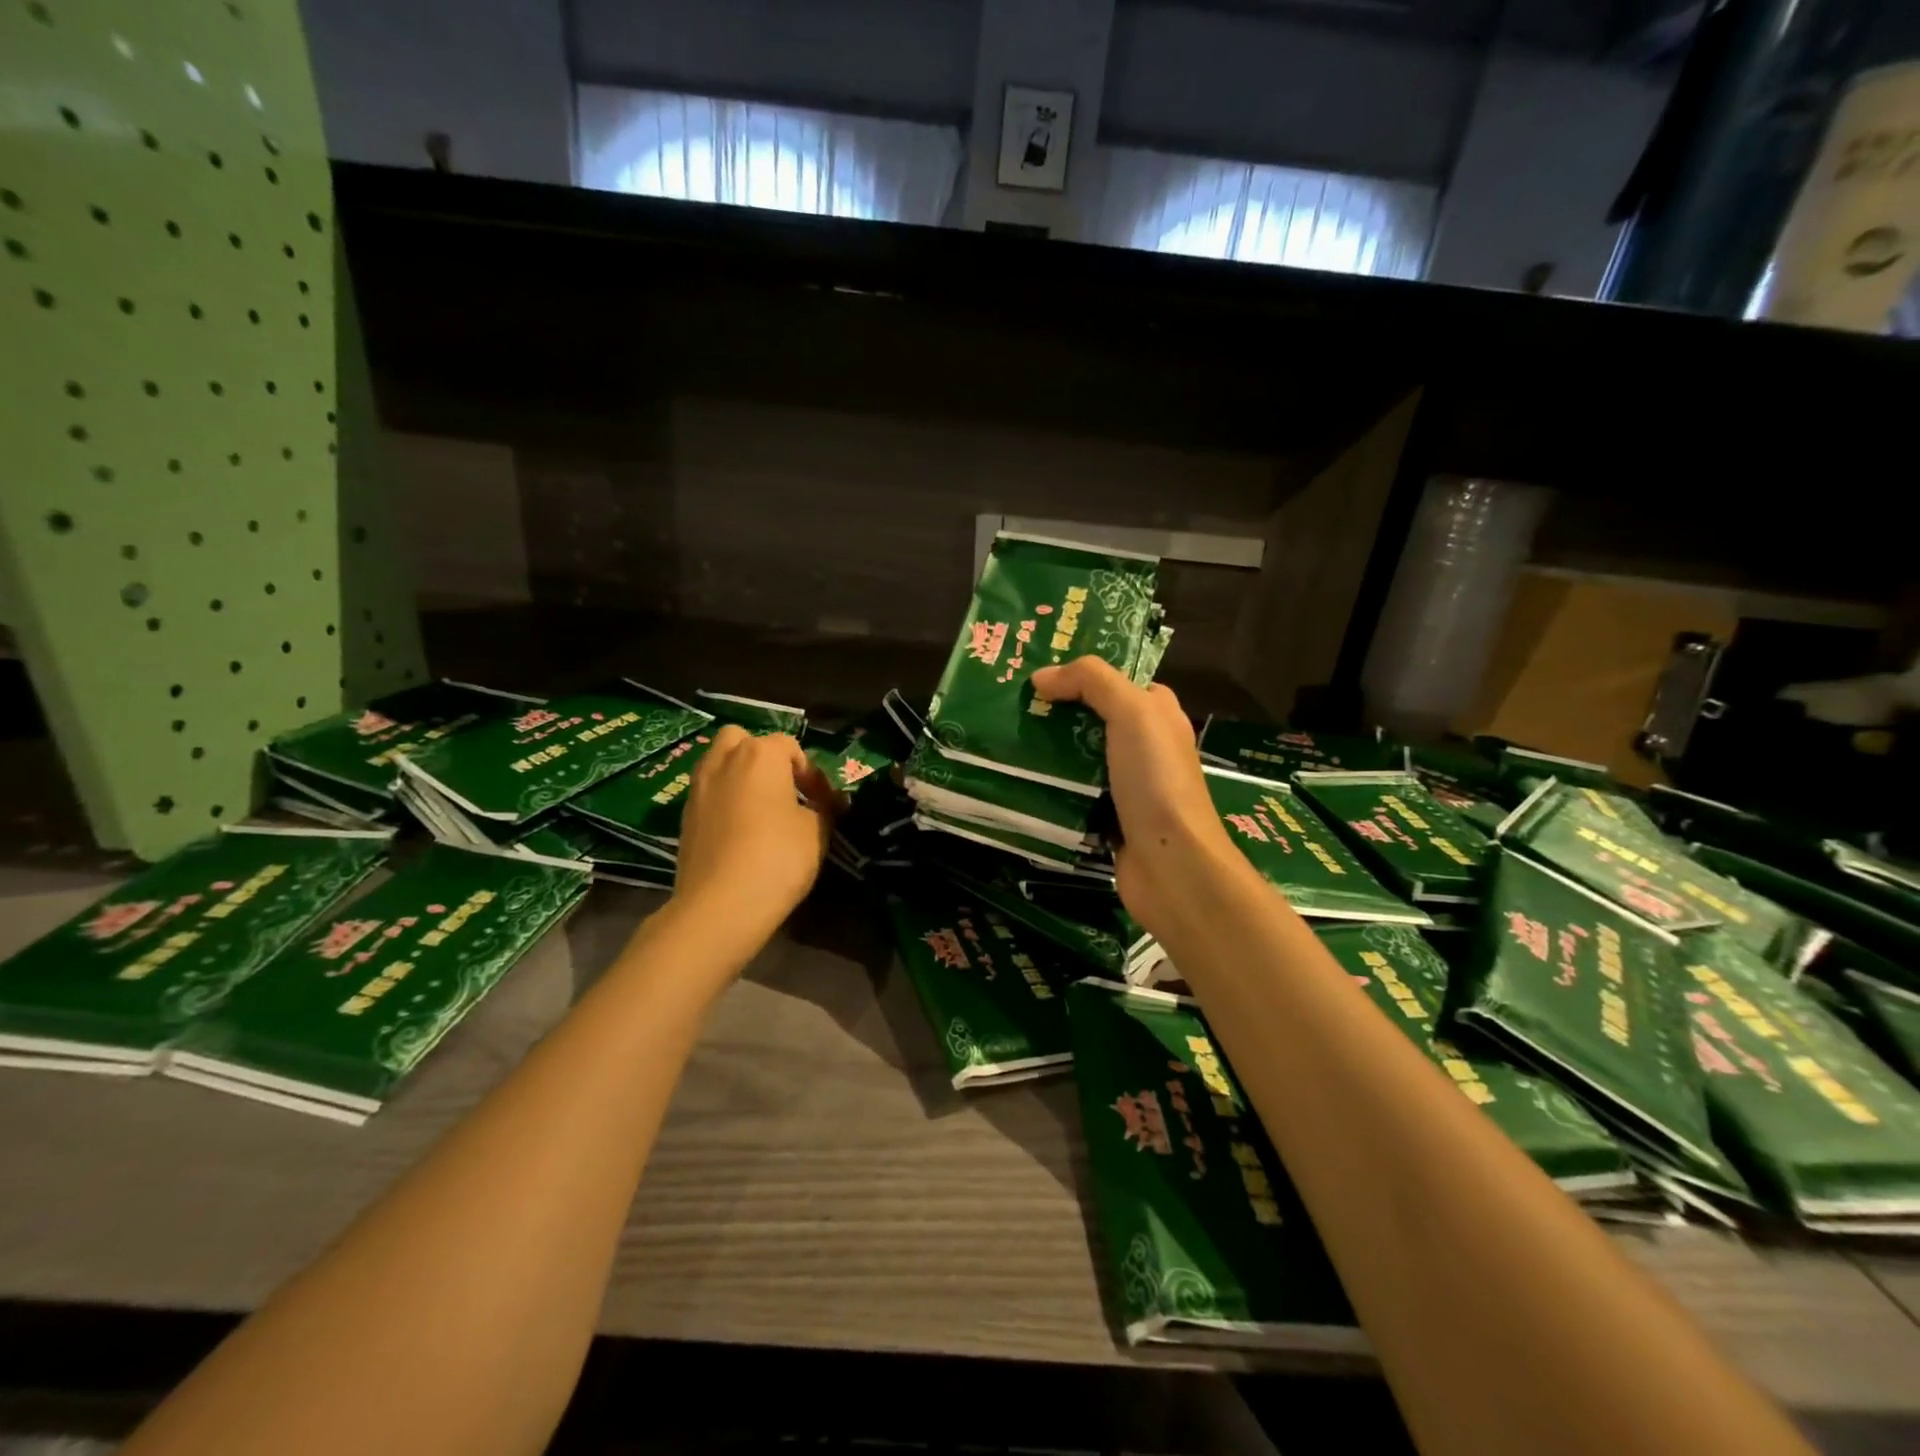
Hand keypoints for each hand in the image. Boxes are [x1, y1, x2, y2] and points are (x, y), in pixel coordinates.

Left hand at [672, 727, 837, 952]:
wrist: (720, 905)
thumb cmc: (778, 857)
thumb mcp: (817, 831)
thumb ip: (823, 809)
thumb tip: (825, 803)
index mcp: (760, 754)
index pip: (790, 746)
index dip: (811, 772)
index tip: (823, 801)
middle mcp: (724, 761)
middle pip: (742, 740)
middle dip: (763, 757)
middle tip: (782, 788)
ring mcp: (698, 788)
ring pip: (719, 763)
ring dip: (739, 776)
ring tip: (761, 809)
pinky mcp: (684, 817)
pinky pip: (708, 793)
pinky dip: (724, 801)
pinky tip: (739, 831)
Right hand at [1030, 658, 1241, 940]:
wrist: (1170, 863)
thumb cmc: (1155, 779)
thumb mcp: (1132, 712)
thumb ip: (1091, 682)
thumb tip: (1041, 676)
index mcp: (1158, 714)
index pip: (1115, 680)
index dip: (1079, 672)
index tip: (1034, 671)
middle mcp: (1145, 745)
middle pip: (1092, 717)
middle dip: (1054, 710)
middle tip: (1008, 704)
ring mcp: (1126, 783)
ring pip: (1078, 755)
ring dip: (1046, 749)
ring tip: (1002, 737)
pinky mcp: (1108, 816)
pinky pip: (1072, 791)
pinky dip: (1049, 785)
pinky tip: (1016, 778)